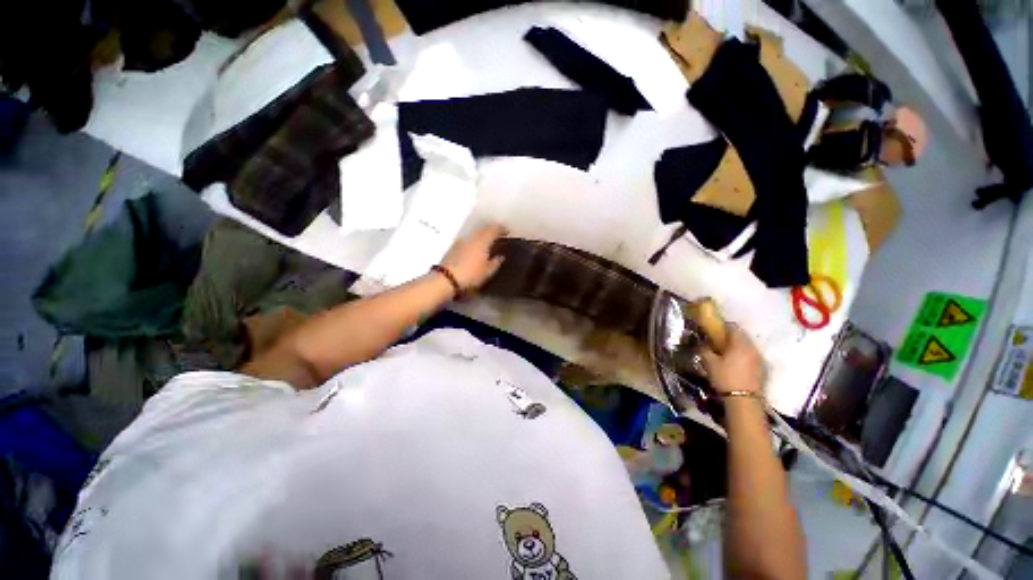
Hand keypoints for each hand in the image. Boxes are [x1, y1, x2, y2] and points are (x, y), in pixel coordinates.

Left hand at [440, 223, 507, 290]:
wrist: (446, 279)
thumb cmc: (471, 275)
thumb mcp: (487, 272)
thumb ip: (496, 262)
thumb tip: (501, 256)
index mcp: (482, 241)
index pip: (493, 229)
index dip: (501, 228)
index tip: (506, 231)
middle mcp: (472, 237)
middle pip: (483, 229)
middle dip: (491, 230)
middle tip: (498, 235)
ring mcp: (461, 241)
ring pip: (474, 234)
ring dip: (481, 235)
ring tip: (487, 242)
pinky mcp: (453, 247)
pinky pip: (467, 240)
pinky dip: (474, 241)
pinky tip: (475, 248)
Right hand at [700, 324, 764, 395]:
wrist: (743, 400)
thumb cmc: (725, 377)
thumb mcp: (708, 362)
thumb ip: (704, 349)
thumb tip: (701, 343)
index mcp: (740, 343)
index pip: (732, 327)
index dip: (721, 326)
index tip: (712, 331)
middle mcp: (752, 348)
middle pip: (741, 336)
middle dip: (729, 337)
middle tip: (716, 343)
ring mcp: (759, 359)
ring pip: (746, 347)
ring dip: (736, 347)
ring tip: (724, 354)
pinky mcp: (761, 369)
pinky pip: (750, 356)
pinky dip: (742, 356)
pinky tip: (733, 365)